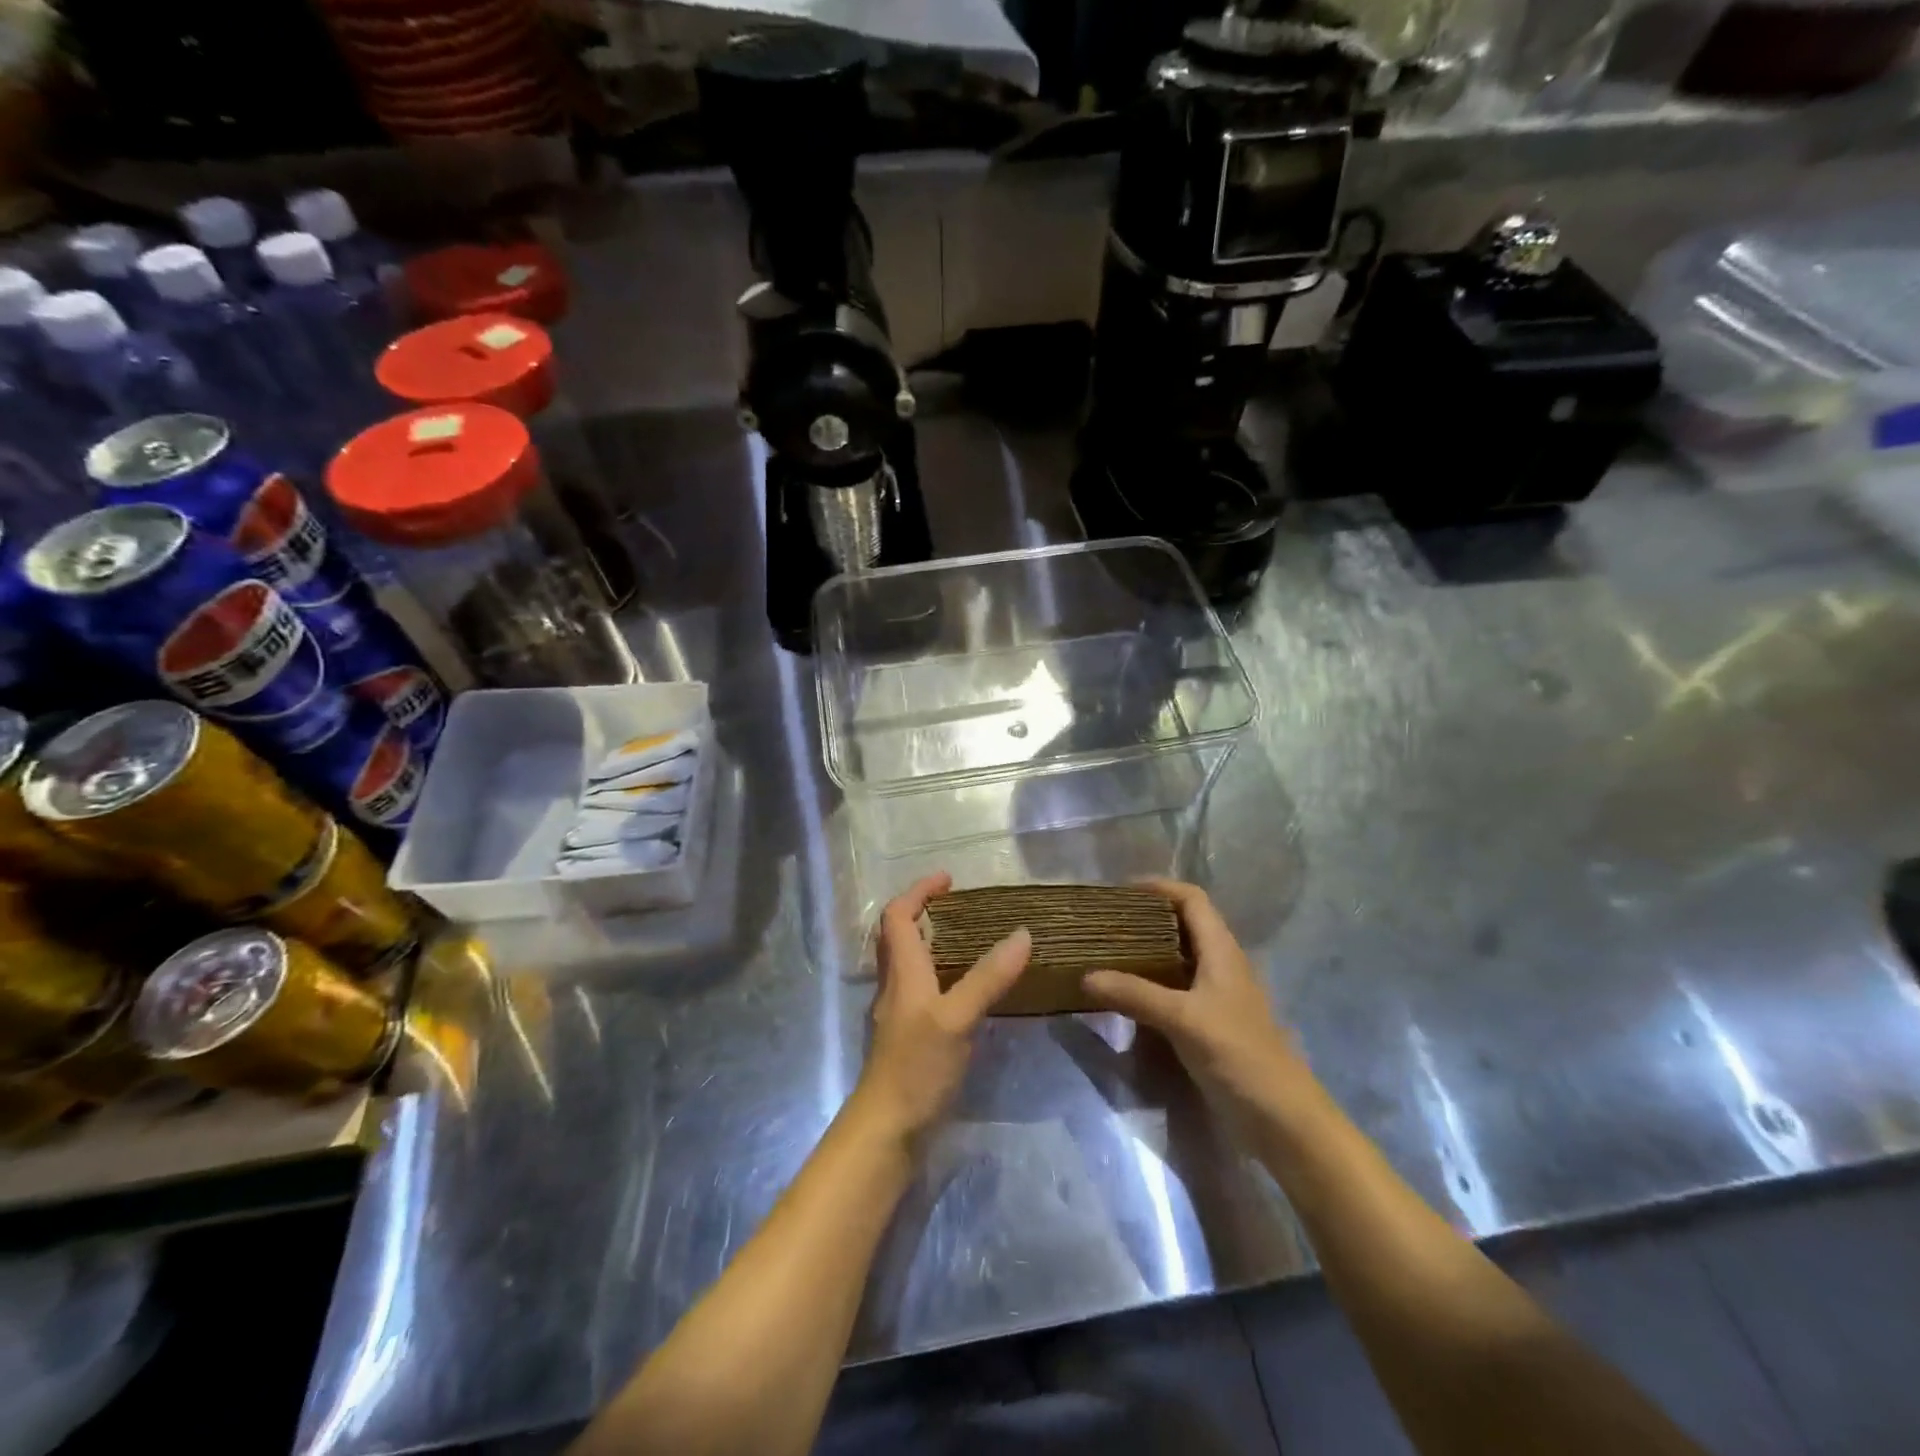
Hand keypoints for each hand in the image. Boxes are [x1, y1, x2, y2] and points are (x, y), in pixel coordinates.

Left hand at [850, 872, 1031, 1147]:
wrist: (888, 1130)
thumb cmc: (917, 1067)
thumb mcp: (957, 1018)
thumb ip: (989, 977)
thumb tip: (1022, 934)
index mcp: (902, 972)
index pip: (898, 916)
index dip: (919, 892)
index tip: (949, 880)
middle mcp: (896, 987)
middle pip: (898, 937)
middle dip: (923, 913)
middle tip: (960, 908)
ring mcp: (900, 1015)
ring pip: (909, 964)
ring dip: (932, 944)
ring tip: (971, 942)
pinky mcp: (910, 1039)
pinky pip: (922, 991)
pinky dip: (941, 976)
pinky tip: (968, 993)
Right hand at [1082, 879, 1314, 1123]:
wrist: (1282, 1120)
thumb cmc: (1238, 1055)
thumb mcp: (1183, 1019)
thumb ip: (1134, 994)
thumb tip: (1085, 976)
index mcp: (1222, 951)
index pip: (1192, 900)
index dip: (1160, 887)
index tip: (1120, 890)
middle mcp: (1222, 966)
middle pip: (1185, 925)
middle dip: (1147, 918)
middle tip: (1106, 923)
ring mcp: (1218, 997)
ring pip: (1180, 959)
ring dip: (1147, 952)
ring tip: (1108, 953)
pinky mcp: (1212, 1025)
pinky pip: (1177, 991)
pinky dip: (1152, 984)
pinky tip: (1127, 997)